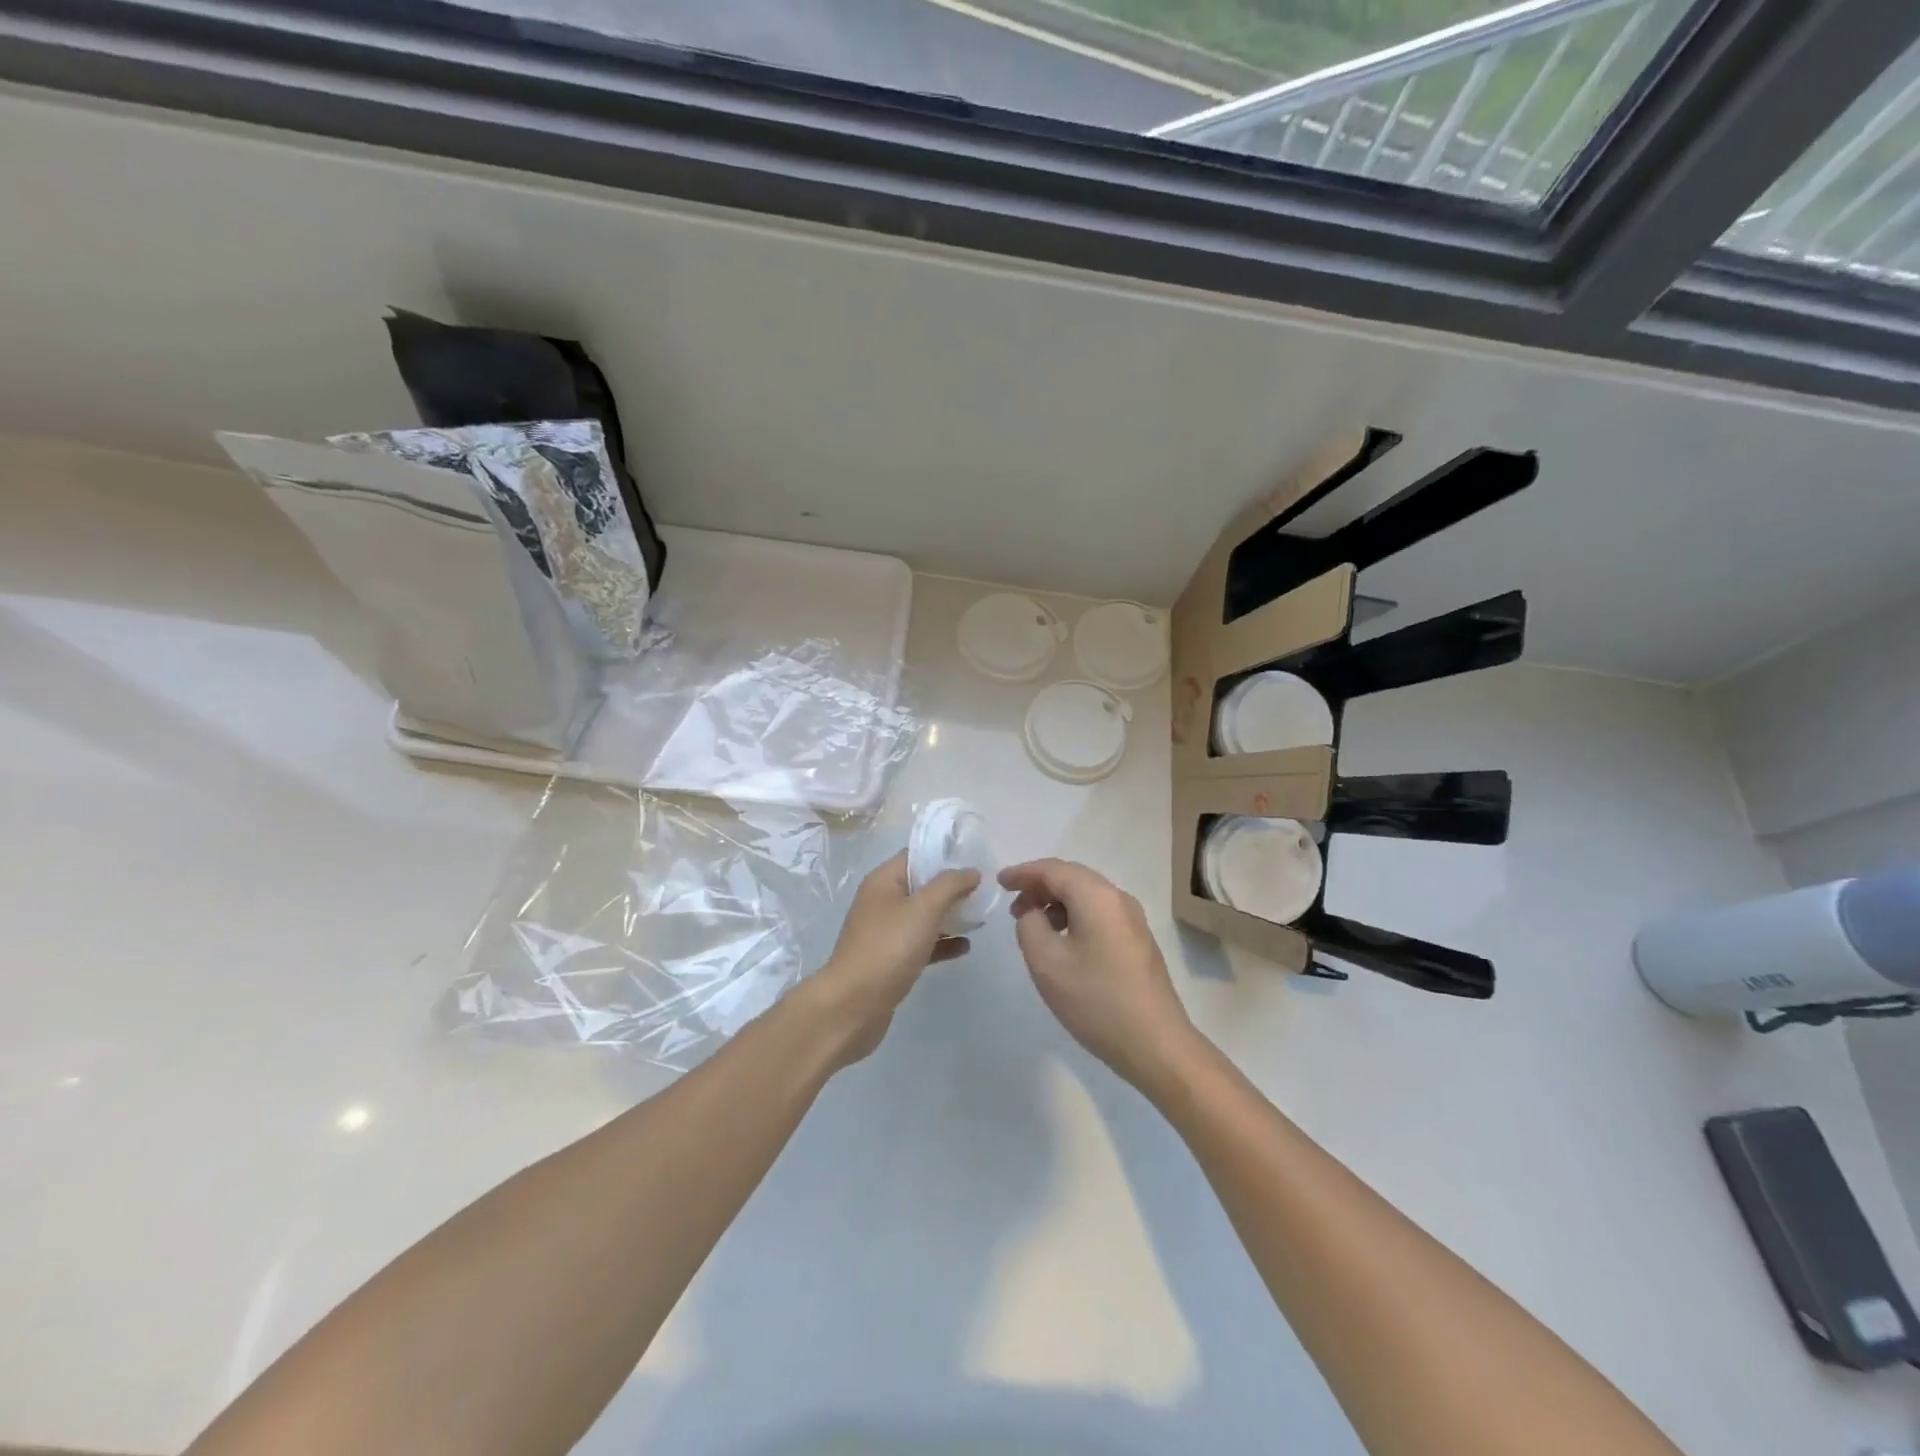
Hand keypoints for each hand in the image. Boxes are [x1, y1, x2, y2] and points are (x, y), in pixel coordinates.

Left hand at [805, 852, 978, 1067]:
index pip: (916, 855)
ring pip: (922, 916)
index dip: (944, 855)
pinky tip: (965, 947)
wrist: (854, 1005)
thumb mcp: (923, 908)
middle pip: (921, 885)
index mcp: (883, 881)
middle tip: (984, 890)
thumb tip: (971, 871)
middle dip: (951, 887)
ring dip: (949, 915)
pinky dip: (942, 942)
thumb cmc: (888, 947)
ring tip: (980, 917)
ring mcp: (884, 932)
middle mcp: (881, 901)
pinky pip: (921, 943)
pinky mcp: (890, 960)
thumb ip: (950, 885)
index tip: (975, 859)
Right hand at [999, 858, 1197, 1090]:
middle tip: (1012, 906)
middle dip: (1039, 886)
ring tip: (1033, 926)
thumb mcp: (1046, 962)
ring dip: (1056, 903)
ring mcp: (1133, 919)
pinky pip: (1098, 913)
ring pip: (1086, 896)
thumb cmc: (1096, 1000)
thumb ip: (1029, 925)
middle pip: (1072, 877)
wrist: (1155, 1044)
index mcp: (1096, 896)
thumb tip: (1033, 913)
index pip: (1053, 870)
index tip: (998, 883)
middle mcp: (1118, 898)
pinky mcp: (1137, 940)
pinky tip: (1061, 942)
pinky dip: (1074, 916)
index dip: (1023, 873)